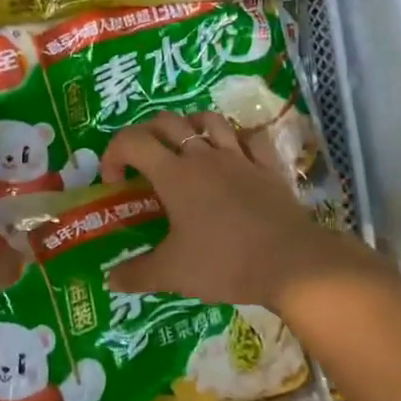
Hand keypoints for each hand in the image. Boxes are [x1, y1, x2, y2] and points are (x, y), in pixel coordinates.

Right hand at [101, 110, 368, 311]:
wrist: (290, 262)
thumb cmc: (224, 262)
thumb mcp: (173, 273)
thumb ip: (137, 273)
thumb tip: (111, 279)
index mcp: (174, 174)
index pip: (133, 142)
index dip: (114, 152)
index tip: (113, 180)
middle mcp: (203, 156)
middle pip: (167, 122)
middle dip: (146, 132)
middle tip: (143, 159)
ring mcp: (238, 157)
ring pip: (209, 120)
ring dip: (190, 125)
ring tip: (184, 145)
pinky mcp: (267, 166)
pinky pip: (251, 138)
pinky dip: (238, 138)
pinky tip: (234, 152)